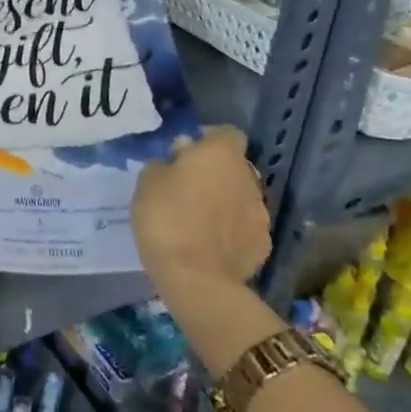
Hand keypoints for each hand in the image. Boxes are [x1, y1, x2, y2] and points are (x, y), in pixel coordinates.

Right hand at [130, 126, 270, 287]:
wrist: (197, 279)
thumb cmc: (166, 219)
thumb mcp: (146, 182)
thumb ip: (164, 164)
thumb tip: (178, 159)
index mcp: (221, 154)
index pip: (225, 133)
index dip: (206, 140)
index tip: (183, 154)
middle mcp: (248, 177)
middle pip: (233, 166)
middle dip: (213, 172)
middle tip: (185, 188)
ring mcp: (260, 212)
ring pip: (240, 196)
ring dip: (223, 201)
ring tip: (196, 219)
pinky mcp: (263, 244)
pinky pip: (244, 226)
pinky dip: (230, 230)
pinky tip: (209, 243)